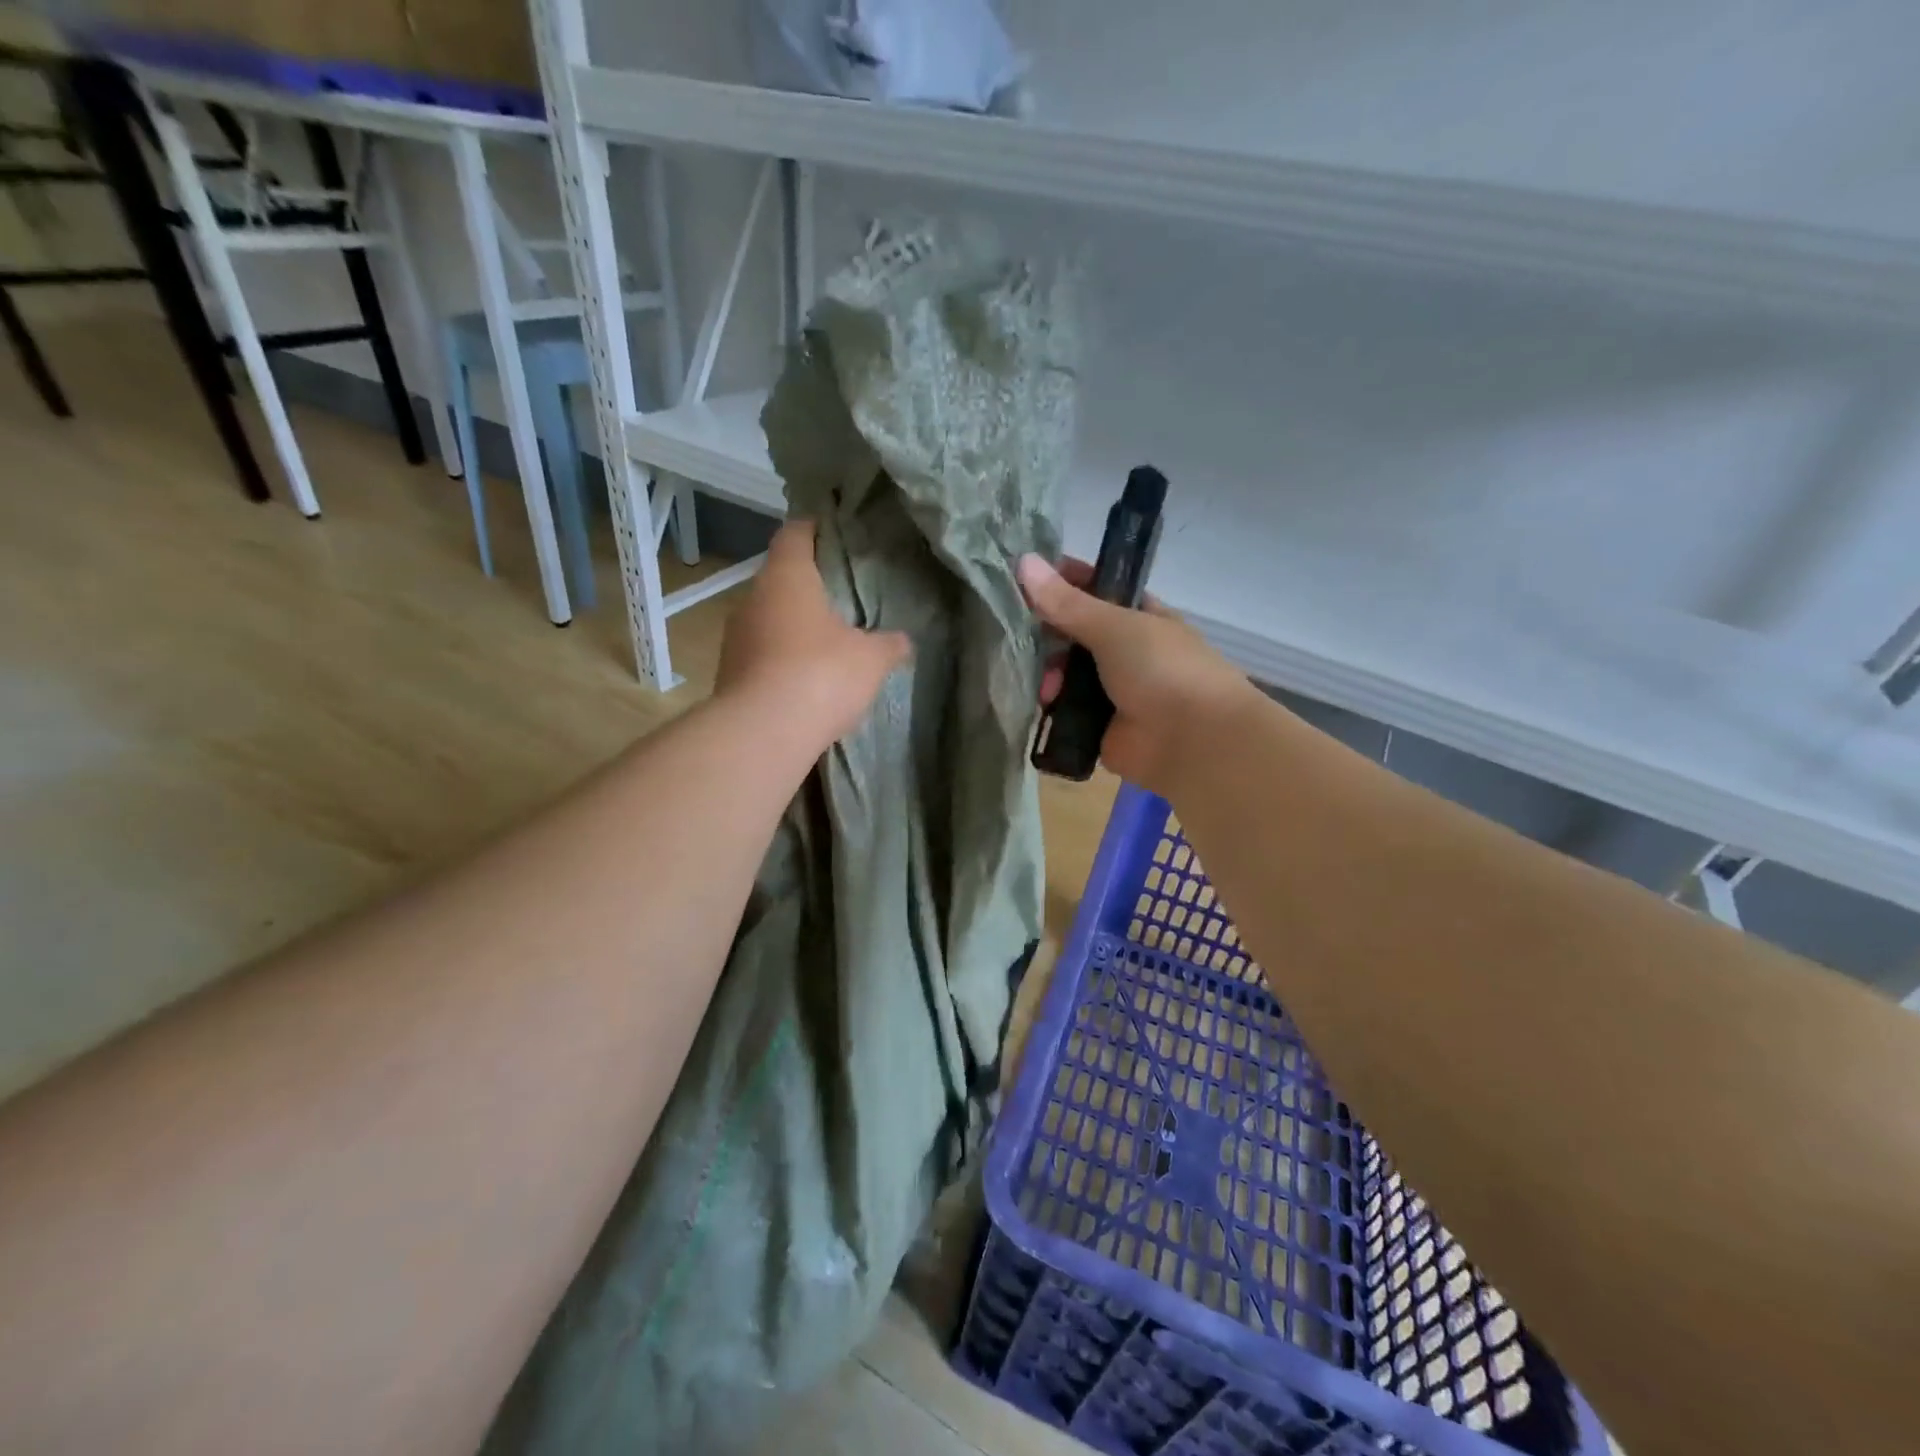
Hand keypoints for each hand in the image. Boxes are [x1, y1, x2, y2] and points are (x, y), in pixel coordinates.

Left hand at [716, 520, 911, 747]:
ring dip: (793, 626)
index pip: (795, 533)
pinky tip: (805, 679)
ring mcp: (735, 637)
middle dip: (809, 585)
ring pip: (769, 618)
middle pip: (781, 578)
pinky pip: (761, 654)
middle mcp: (753, 598)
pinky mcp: (729, 673)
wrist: (763, 733)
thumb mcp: (871, 659)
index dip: (815, 528)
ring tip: (826, 641)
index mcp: (786, 577)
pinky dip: (781, 659)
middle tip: (842, 596)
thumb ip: (889, 645)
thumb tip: (903, 641)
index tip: (835, 533)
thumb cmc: (821, 675)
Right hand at [1019, 554, 1253, 796]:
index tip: (1023, 578)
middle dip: (1047, 635)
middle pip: (1074, 635)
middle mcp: (1125, 651)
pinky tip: (1039, 706)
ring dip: (1048, 675)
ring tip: (1045, 686)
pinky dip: (1051, 709)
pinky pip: (1065, 712)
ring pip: (1066, 674)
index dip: (1062, 581)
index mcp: (1138, 616)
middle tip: (1020, 637)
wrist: (1193, 741)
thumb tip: (1023, 561)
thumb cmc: (1162, 669)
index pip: (1094, 589)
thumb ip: (1067, 602)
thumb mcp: (1114, 625)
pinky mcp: (1098, 727)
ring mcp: (1112, 691)